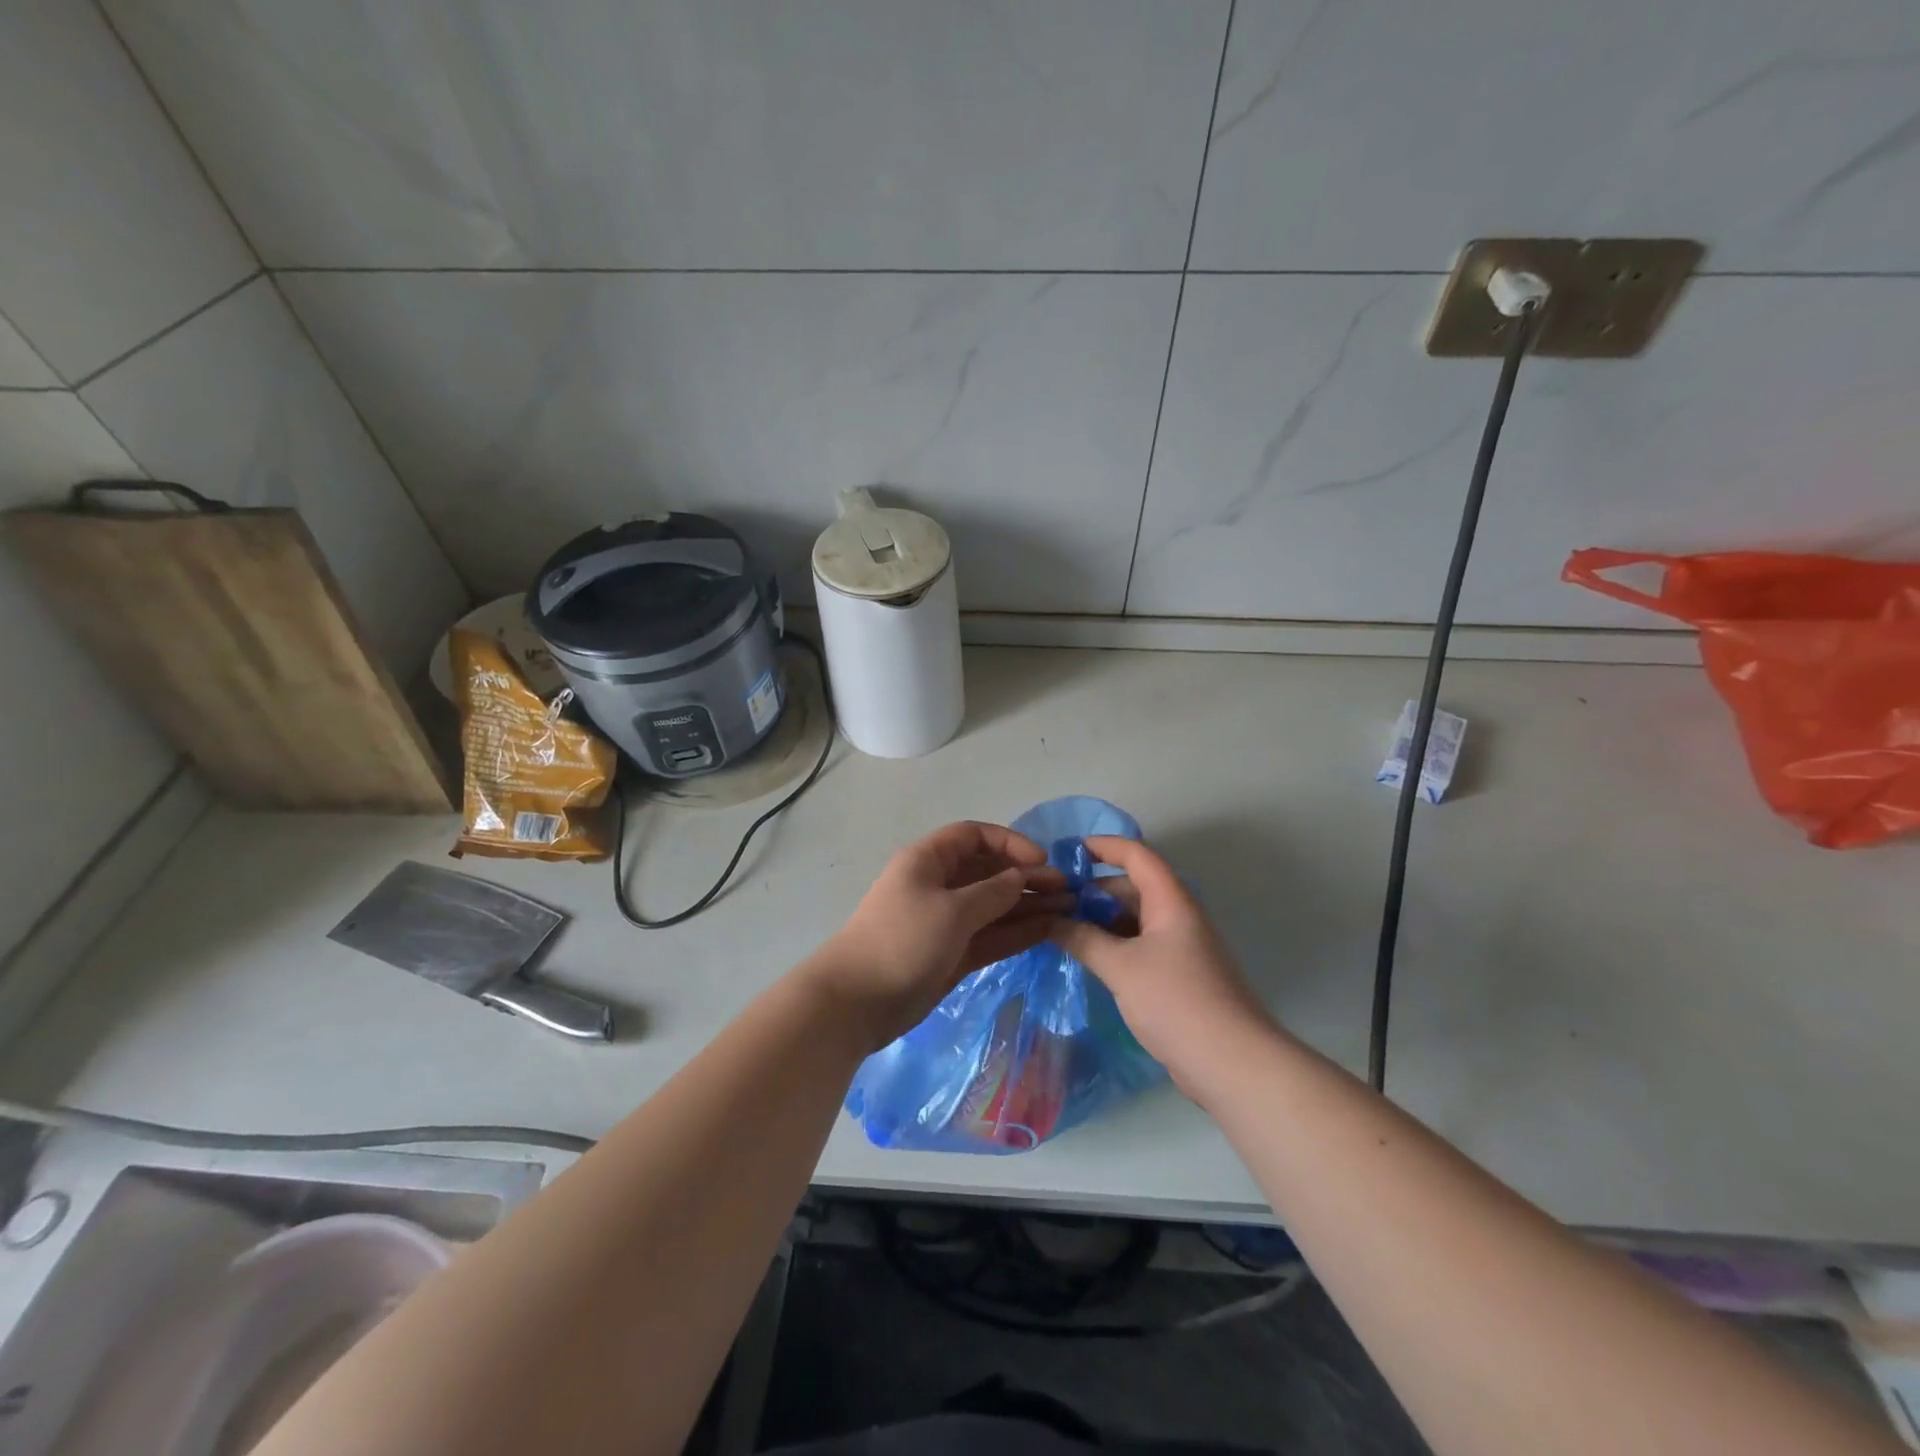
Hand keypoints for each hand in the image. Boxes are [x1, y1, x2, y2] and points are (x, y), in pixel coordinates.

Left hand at [808, 821, 1071, 1049]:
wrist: (857, 1003)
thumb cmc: (902, 941)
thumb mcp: (952, 910)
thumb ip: (993, 892)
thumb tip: (1021, 876)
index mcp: (929, 861)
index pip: (974, 836)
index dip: (1009, 842)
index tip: (1042, 859)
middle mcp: (939, 885)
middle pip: (988, 871)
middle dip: (1025, 876)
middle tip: (1066, 889)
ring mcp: (946, 921)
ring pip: (993, 905)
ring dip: (1027, 905)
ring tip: (1068, 909)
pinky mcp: (952, 953)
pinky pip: (990, 935)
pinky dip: (1016, 932)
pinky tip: (1048, 930)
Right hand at [1049, 836, 1278, 1097]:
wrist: (1230, 1062)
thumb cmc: (1176, 1001)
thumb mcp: (1120, 967)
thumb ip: (1082, 939)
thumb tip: (1050, 921)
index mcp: (1170, 902)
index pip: (1137, 856)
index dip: (1104, 846)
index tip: (1069, 851)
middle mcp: (1178, 917)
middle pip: (1133, 887)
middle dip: (1094, 889)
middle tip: (1055, 900)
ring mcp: (1180, 947)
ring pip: (1135, 918)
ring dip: (1102, 919)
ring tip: (1063, 929)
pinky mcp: (1178, 976)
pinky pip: (1140, 945)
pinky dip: (1113, 944)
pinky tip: (1088, 958)